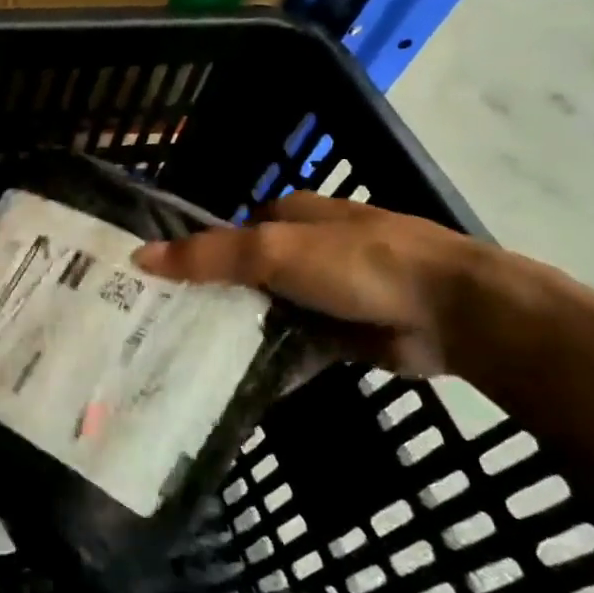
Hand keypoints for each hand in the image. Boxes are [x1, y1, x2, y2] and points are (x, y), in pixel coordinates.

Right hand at [132, 193, 482, 375]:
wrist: (454, 312)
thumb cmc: (358, 263)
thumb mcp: (273, 251)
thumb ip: (208, 256)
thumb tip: (139, 257)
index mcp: (289, 216)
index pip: (224, 233)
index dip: (189, 254)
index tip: (150, 284)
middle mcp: (303, 250)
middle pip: (241, 273)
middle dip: (208, 297)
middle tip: (159, 327)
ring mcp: (323, 293)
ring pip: (264, 311)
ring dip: (236, 329)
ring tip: (184, 355)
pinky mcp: (342, 333)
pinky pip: (292, 344)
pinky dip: (269, 356)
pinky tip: (232, 376)